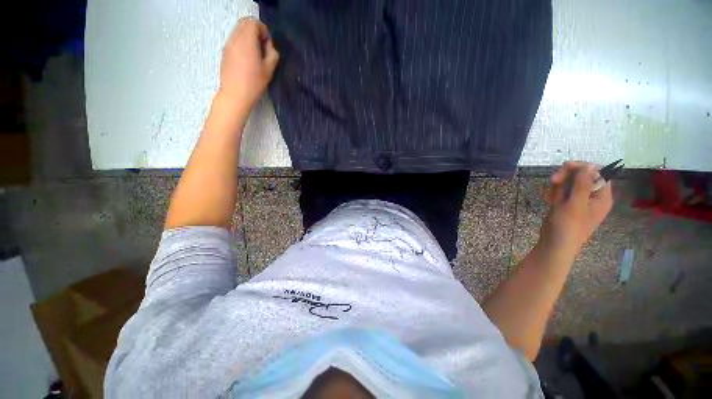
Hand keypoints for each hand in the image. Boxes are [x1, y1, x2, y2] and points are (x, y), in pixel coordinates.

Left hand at [218, 17, 278, 110]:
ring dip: (248, 37)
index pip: (254, 22)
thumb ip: (272, 54)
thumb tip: (270, 47)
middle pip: (244, 23)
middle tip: (262, 48)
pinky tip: (247, 59)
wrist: (235, 95)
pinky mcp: (225, 52)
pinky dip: (242, 43)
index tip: (268, 46)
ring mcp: (228, 45)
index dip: (263, 31)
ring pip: (238, 30)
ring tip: (255, 55)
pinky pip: (234, 40)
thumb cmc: (254, 83)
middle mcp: (235, 38)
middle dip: (256, 31)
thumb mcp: (269, 70)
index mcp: (246, 40)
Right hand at [539, 161, 613, 255]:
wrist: (554, 245)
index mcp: (601, 197)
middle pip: (582, 177)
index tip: (565, 166)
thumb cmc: (568, 226)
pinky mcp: (566, 205)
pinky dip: (555, 193)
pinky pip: (562, 192)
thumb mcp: (575, 204)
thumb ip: (583, 184)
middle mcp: (592, 197)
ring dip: (559, 186)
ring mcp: (578, 201)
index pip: (597, 174)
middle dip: (567, 176)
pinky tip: (549, 199)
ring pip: (570, 184)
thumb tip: (590, 165)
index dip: (583, 167)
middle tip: (553, 180)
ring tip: (550, 197)